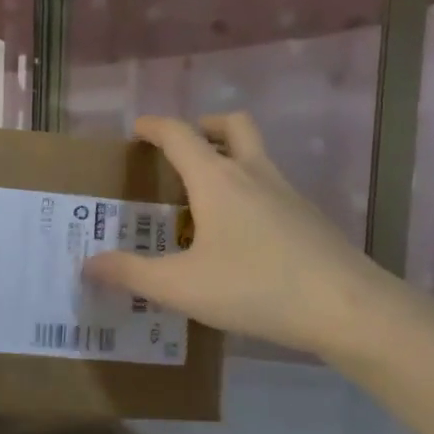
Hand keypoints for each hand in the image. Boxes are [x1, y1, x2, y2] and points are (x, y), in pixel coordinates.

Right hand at [83, 113, 394, 357]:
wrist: (344, 307)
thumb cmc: (253, 287)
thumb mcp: (179, 287)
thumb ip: (131, 273)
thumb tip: (89, 264)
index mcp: (217, 181)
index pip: (181, 136)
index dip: (156, 128)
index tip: (138, 129)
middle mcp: (254, 175)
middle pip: (232, 127)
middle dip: (204, 127)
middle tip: (183, 149)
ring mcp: (287, 194)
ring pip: (256, 156)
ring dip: (229, 158)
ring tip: (204, 197)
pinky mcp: (308, 218)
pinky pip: (270, 188)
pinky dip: (248, 192)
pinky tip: (239, 236)